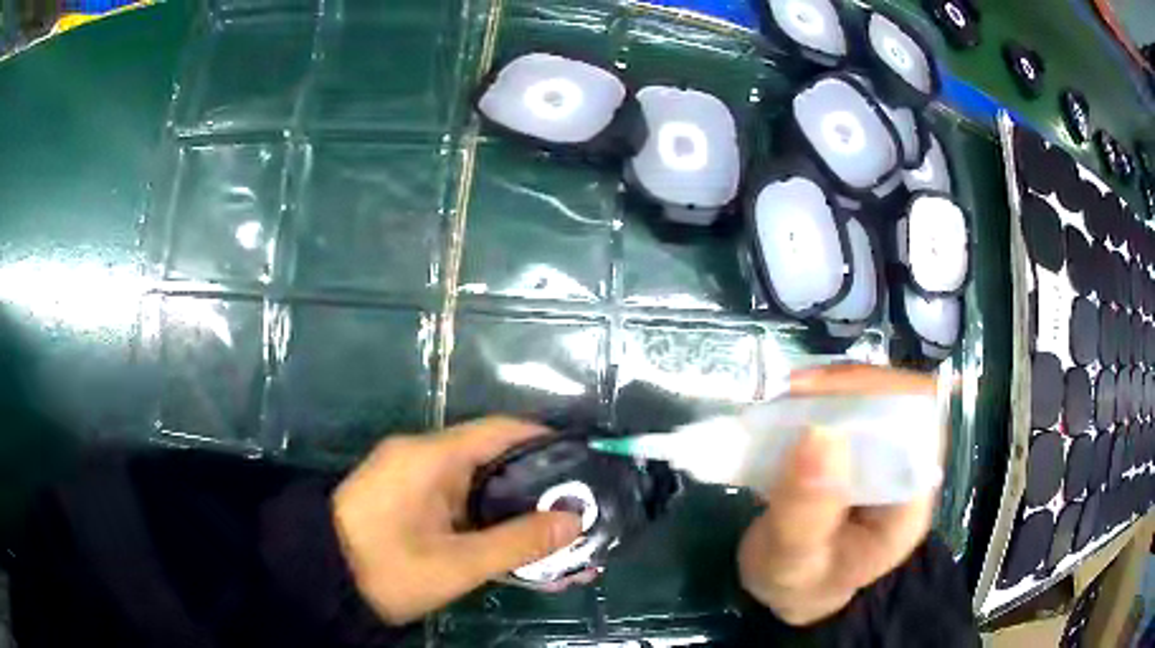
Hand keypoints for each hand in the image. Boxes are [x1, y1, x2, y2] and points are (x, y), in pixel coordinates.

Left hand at [332, 417, 584, 624]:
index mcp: (431, 457)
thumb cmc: (385, 567)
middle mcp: (424, 460)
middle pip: (495, 462)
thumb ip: (517, 542)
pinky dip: (491, 526)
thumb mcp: (455, 563)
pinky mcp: (412, 507)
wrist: (321, 581)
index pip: (499, 431)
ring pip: (480, 490)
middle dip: (540, 489)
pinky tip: (520, 550)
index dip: (545, 440)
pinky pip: (461, 508)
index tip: (584, 461)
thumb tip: (575, 521)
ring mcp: (416, 485)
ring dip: (518, 514)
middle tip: (581, 509)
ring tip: (561, 537)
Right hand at [738, 365, 940, 625]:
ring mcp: (884, 458)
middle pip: (900, 398)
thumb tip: (820, 432)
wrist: (794, 592)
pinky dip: (820, 400)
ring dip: (831, 389)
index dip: (879, 394)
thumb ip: (806, 511)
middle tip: (794, 393)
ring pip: (874, 396)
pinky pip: (850, 409)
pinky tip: (789, 410)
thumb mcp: (793, 559)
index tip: (819, 398)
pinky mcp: (860, 452)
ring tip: (786, 401)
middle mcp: (906, 470)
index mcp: (909, 500)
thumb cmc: (799, 582)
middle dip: (849, 385)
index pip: (920, 421)